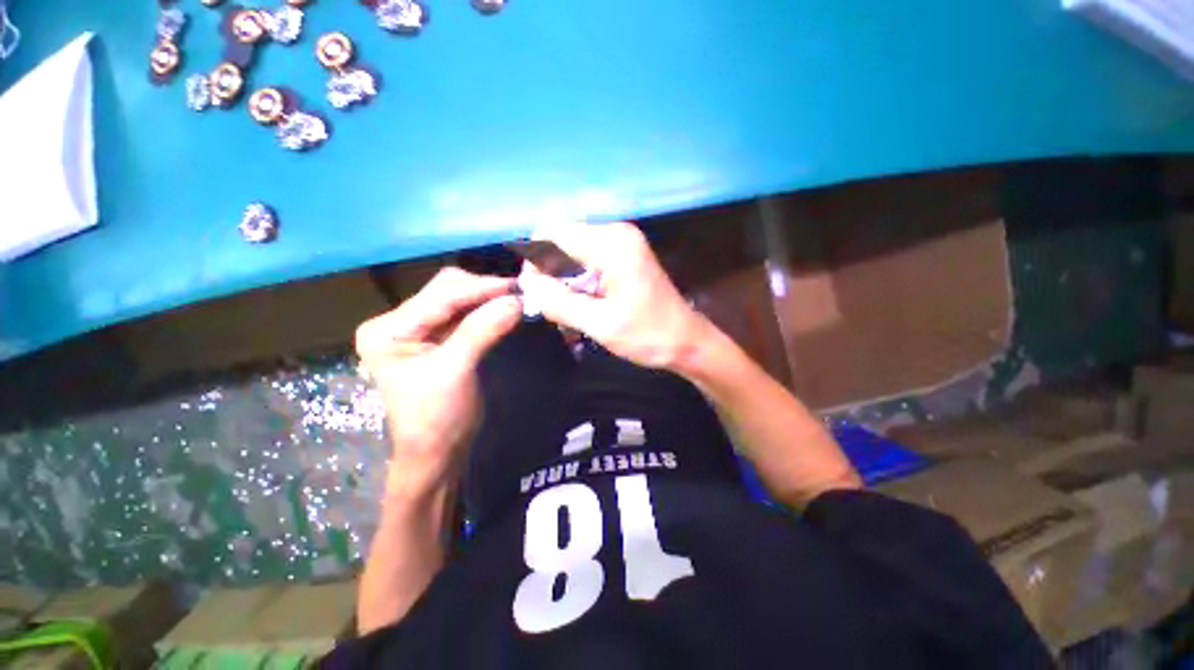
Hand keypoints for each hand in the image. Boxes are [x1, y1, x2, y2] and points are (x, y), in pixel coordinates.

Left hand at [355, 267, 520, 496]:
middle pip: (445, 290)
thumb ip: (482, 331)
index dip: (479, 289)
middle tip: (518, 292)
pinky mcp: (438, 338)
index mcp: (387, 330)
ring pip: (457, 299)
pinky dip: (486, 310)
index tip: (515, 285)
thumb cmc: (437, 418)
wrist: (439, 451)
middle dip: (482, 290)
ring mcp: (419, 329)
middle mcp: (398, 323)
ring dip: (487, 297)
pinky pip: (465, 315)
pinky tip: (504, 308)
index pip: (439, 298)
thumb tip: (516, 301)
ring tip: (515, 298)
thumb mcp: (456, 371)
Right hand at [519, 221, 707, 368]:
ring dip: (564, 278)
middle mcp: (616, 233)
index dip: (535, 260)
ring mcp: (623, 241)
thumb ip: (559, 303)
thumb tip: (527, 284)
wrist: (687, 341)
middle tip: (553, 307)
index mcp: (612, 244)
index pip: (553, 233)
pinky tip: (584, 303)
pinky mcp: (625, 253)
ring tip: (570, 309)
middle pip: (562, 239)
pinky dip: (578, 279)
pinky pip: (587, 257)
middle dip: (550, 272)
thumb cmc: (648, 335)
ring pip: (572, 249)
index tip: (535, 292)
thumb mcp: (600, 325)